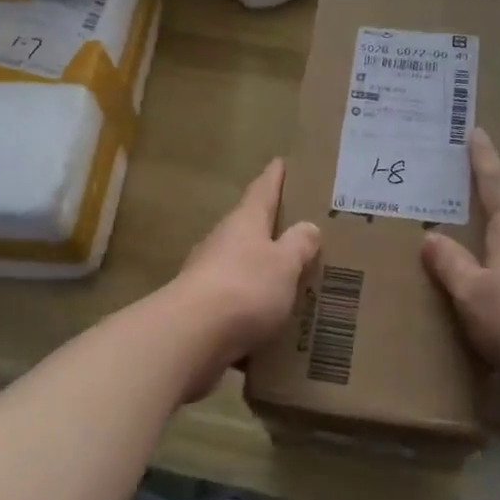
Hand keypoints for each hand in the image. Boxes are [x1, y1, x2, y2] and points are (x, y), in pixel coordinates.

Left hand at [170, 159, 320, 379]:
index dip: (274, 177)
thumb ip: (298, 245)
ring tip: (290, 279)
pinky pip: (235, 303)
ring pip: (241, 266)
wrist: (191, 337)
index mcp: (244, 222)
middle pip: (249, 227)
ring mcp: (208, 276)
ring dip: (261, 270)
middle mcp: (222, 242)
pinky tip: (270, 322)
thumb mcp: (283, 264)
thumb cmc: (245, 288)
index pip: (262, 190)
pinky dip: (252, 307)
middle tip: (298, 229)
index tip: (281, 162)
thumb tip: (308, 226)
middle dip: (270, 228)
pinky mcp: (202, 310)